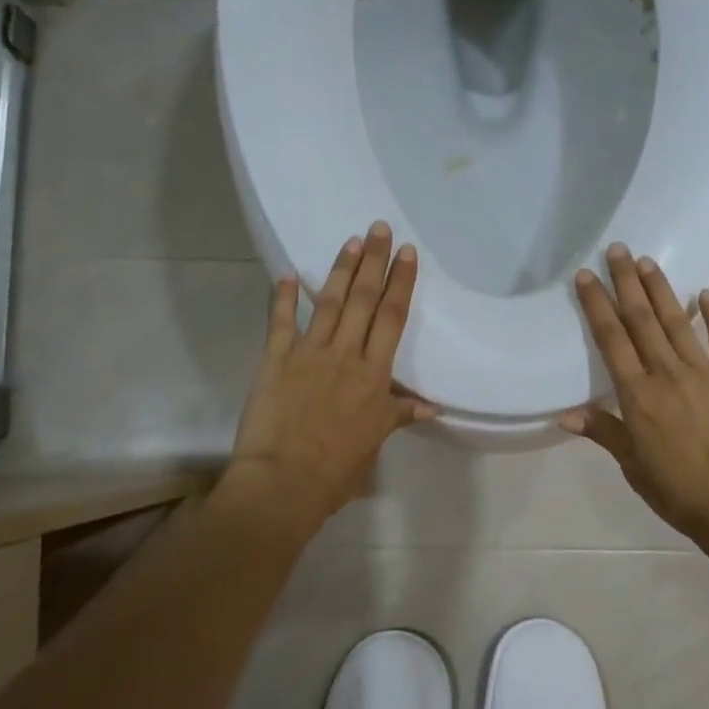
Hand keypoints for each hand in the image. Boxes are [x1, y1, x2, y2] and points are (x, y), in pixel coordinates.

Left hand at [221, 222, 435, 529]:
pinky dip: (284, 297)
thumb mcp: (375, 441)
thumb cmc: (336, 468)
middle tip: (379, 228)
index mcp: (374, 374)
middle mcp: (345, 354)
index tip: (407, 253)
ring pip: (330, 302)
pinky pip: (281, 322)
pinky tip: (288, 274)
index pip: (392, 318)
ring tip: (351, 241)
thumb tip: (432, 407)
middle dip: (374, 261)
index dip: (401, 283)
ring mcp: (309, 353)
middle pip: (364, 299)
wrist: (284, 481)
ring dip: (341, 270)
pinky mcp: (276, 359)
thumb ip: (399, 415)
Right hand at [563, 244, 708, 546]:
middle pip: (642, 320)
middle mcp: (667, 374)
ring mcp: (705, 373)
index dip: (597, 305)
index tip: (585, 276)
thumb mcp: (634, 466)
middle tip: (618, 249)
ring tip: (647, 262)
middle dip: (626, 283)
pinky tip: (706, 293)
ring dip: (661, 290)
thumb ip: (604, 432)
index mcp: (638, 396)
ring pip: (677, 322)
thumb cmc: (680, 492)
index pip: (612, 340)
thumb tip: (565, 414)